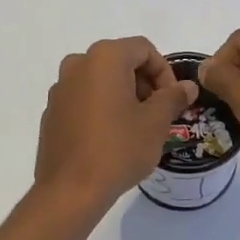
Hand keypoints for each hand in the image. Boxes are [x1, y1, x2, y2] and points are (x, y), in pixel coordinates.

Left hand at [34, 37, 199, 211]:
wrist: (70, 190)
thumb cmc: (119, 149)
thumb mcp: (156, 122)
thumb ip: (173, 97)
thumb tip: (187, 86)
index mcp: (105, 58)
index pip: (144, 49)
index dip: (165, 72)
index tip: (172, 100)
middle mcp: (78, 64)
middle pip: (121, 61)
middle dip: (144, 83)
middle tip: (158, 113)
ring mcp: (60, 88)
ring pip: (101, 80)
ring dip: (124, 95)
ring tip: (136, 127)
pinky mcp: (52, 112)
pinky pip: (84, 98)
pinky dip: (101, 108)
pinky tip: (110, 138)